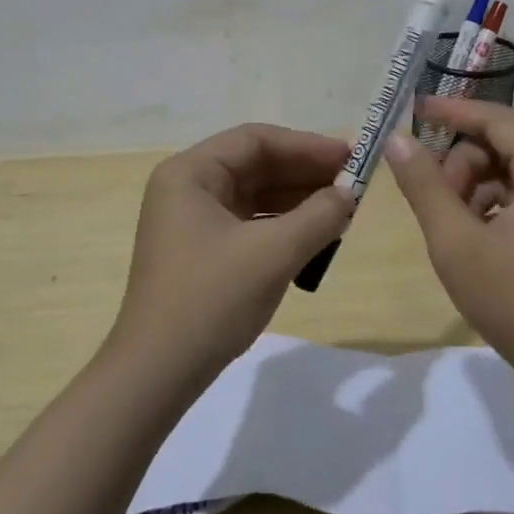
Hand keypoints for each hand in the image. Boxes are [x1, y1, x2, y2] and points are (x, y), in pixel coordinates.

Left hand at [109, 123, 355, 385]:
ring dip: (299, 200)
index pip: (255, 140)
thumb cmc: (211, 300)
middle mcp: (187, 188)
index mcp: (190, 173)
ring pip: (255, 195)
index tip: (350, 156)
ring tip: (344, 208)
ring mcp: (192, 220)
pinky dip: (283, 225)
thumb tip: (350, 193)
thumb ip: (318, 216)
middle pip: (255, 165)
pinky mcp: (202, 250)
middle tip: (355, 183)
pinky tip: (317, 234)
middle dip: (305, 173)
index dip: (306, 145)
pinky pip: (250, 222)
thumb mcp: (272, 254)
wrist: (158, 373)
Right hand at [385, 99, 513, 382]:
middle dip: (461, 164)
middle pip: (501, 142)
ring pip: (506, 169)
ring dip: (472, 187)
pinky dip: (489, 205)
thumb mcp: (456, 241)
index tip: (412, 111)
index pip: (496, 118)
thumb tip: (397, 139)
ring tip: (454, 229)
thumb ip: (424, 185)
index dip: (451, 112)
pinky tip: (475, 239)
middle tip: (435, 203)